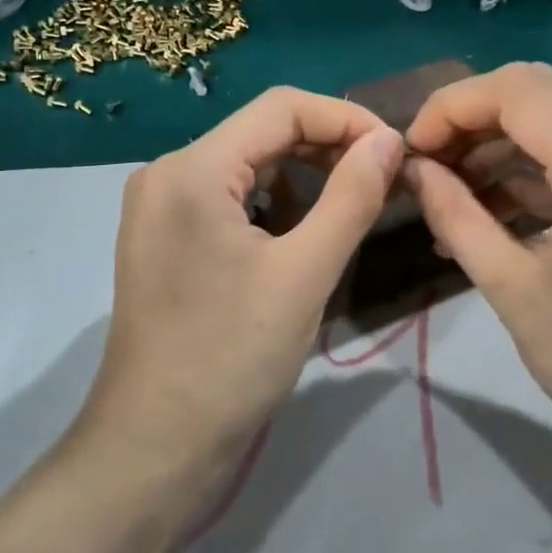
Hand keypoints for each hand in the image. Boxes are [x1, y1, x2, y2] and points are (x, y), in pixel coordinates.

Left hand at [82, 86, 404, 468]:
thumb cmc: (231, 359)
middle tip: (383, 179)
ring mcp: (160, 206)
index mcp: (191, 169)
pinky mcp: (164, 237)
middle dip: (326, 148)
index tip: (397, 151)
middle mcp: (167, 173)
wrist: (154, 445)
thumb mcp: (304, 274)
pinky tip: (299, 236)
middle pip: (261, 132)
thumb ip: (351, 197)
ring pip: (246, 165)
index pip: (281, 107)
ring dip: (302, 178)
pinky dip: (271, 204)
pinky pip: (227, 197)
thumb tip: (389, 140)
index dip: (346, 118)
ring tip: (349, 208)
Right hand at [402, 63, 551, 480]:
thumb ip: (454, 213)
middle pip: (539, 89)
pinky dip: (533, 162)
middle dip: (471, 117)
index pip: (518, 91)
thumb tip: (411, 168)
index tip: (411, 151)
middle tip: (428, 165)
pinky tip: (492, 204)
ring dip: (499, 140)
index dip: (451, 107)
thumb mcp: (512, 289)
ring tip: (450, 190)